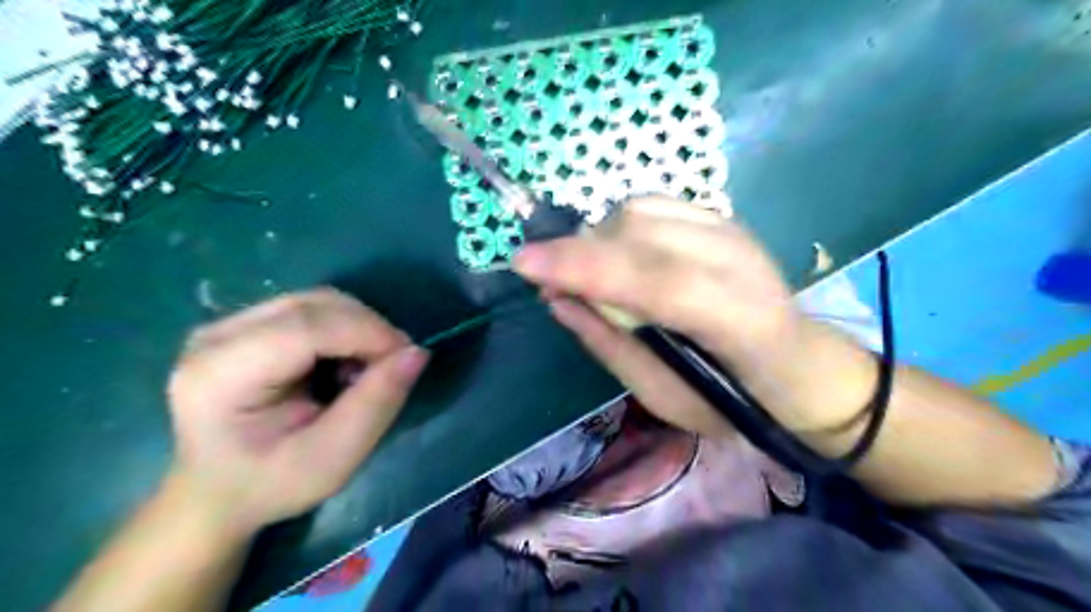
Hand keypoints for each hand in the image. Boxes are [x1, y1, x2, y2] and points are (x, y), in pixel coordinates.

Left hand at [168, 289, 427, 536]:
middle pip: (313, 305)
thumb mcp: (332, 459)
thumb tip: (417, 353)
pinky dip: (342, 328)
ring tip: (364, 370)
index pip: (308, 326)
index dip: (368, 333)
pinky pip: (309, 309)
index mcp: (221, 374)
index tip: (407, 358)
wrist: (212, 494)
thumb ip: (376, 403)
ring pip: (315, 301)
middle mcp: (216, 335)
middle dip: (368, 328)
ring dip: (357, 327)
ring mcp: (226, 325)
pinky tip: (342, 362)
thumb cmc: (270, 485)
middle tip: (391, 367)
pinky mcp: (242, 325)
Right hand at [512, 196, 870, 433]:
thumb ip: (610, 344)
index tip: (523, 263)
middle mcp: (739, 261)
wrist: (800, 366)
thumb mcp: (664, 397)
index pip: (653, 280)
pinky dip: (620, 226)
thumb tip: (557, 298)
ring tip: (590, 274)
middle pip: (639, 231)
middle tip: (550, 280)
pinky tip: (620, 256)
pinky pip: (653, 206)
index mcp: (737, 321)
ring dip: (599, 238)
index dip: (584, 266)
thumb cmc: (732, 399)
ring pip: (641, 209)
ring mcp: (733, 231)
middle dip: (579, 250)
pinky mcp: (724, 219)